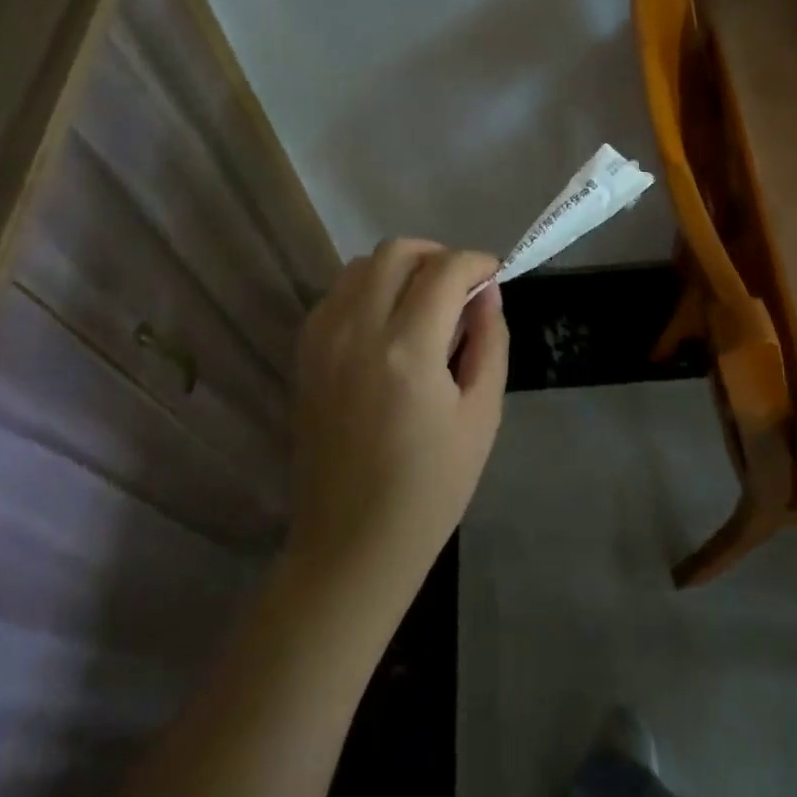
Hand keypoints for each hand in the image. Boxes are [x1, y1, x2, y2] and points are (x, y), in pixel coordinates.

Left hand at [288, 240, 509, 600]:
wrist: (351, 544)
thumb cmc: (431, 488)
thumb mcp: (482, 414)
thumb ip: (490, 341)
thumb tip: (488, 291)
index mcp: (408, 351)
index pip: (445, 270)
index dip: (476, 262)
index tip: (493, 275)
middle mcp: (357, 331)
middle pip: (397, 251)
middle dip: (437, 255)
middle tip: (460, 287)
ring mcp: (322, 341)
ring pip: (361, 265)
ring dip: (400, 268)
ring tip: (425, 301)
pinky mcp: (303, 355)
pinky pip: (336, 294)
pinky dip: (367, 289)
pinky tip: (388, 322)